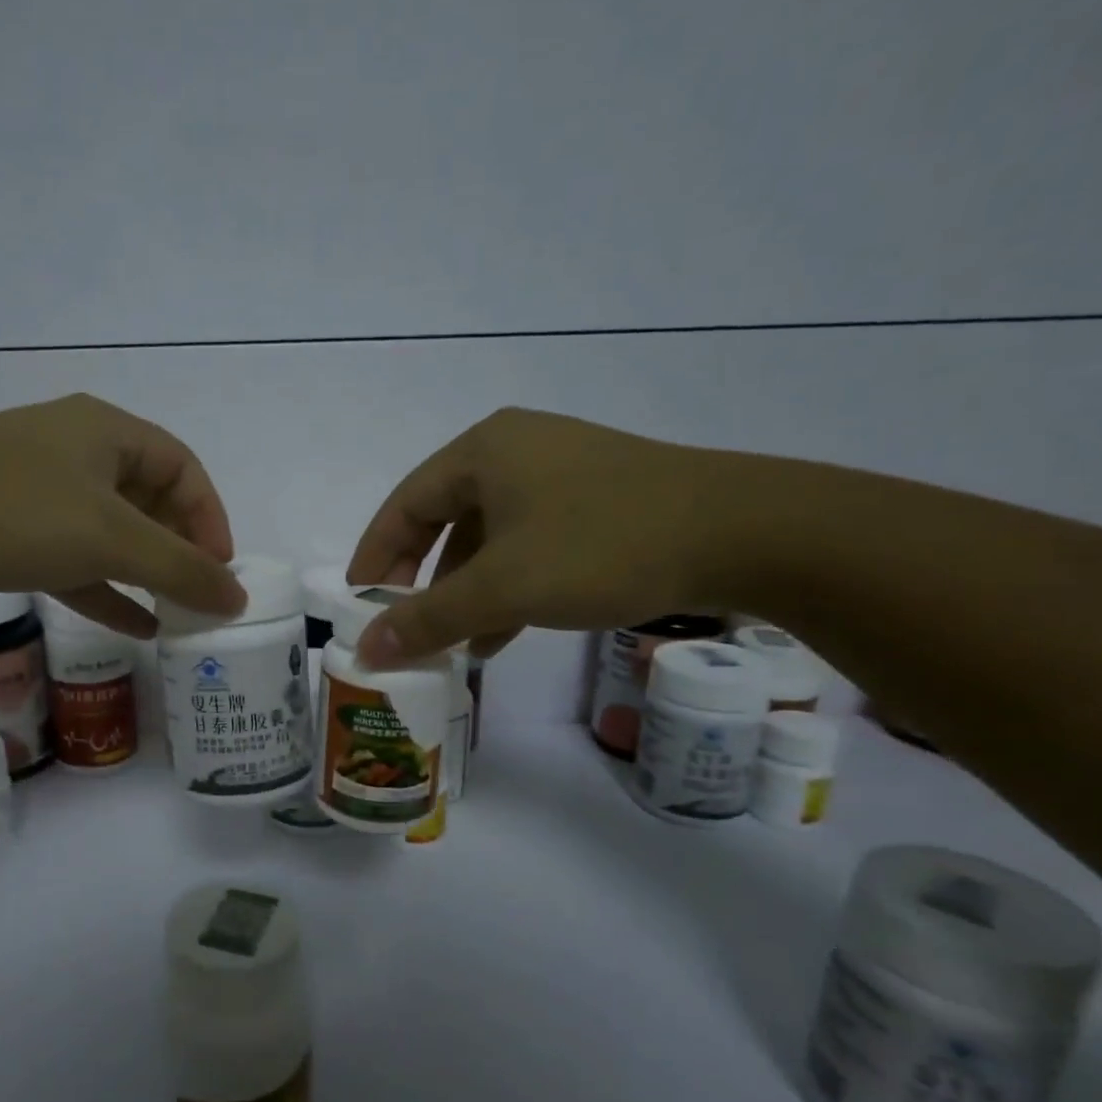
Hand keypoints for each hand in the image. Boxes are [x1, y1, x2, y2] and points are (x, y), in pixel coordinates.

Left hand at [0, 394, 246, 633]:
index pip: (181, 468)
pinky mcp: (10, 536)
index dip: (209, 516)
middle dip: (178, 550)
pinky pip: (74, 563)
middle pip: (148, 501)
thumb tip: (237, 598)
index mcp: (104, 433)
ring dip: (145, 575)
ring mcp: (38, 496)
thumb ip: (180, 568)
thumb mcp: (111, 537)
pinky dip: (106, 593)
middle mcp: (74, 456)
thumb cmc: (14, 511)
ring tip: (178, 616)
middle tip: (200, 596)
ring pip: (110, 536)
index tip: (220, 569)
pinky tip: (136, 627)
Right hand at [346, 408, 740, 664]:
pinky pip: (527, 544)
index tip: (358, 604)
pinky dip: (507, 586)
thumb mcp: (503, 587)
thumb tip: (366, 649)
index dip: (374, 557)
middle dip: (421, 580)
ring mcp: (559, 474)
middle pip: (443, 521)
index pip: (404, 506)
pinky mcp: (595, 500)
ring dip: (465, 591)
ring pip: (488, 538)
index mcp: (482, 451)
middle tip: (403, 625)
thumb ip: (428, 619)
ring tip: (455, 643)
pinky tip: (503, 631)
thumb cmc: (602, 546)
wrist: (744, 532)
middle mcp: (515, 451)